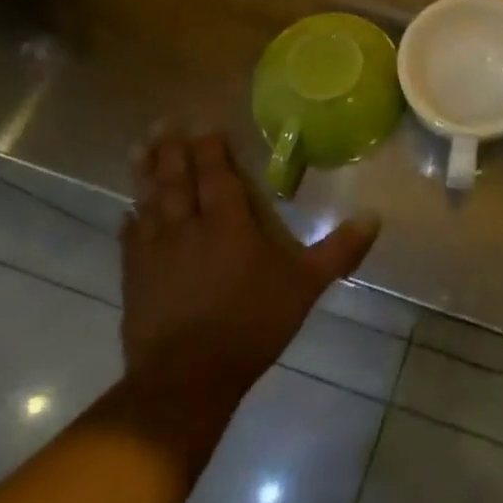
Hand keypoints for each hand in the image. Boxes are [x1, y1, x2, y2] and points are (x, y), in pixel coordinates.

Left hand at [120, 130, 380, 407]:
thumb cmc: (251, 323)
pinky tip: (126, 211)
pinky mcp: (135, 280)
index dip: (211, 150)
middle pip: (178, 180)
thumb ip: (339, 250)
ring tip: (137, 148)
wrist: (186, 379)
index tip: (205, 128)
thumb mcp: (305, 285)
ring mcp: (156, 253)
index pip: (218, 175)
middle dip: (172, 150)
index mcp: (229, 223)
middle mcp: (189, 227)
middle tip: (162, 122)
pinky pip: (129, 240)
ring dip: (144, 173)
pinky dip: (129, 221)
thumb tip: (375, 216)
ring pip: (149, 202)